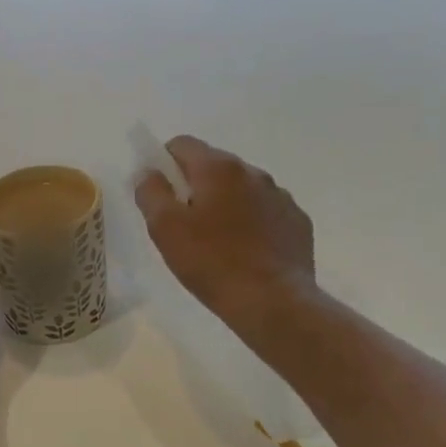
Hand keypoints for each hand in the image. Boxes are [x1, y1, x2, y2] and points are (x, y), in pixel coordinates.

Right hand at [134, 135, 315, 328]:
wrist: (273, 302)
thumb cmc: (211, 263)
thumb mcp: (165, 229)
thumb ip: (151, 193)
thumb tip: (148, 173)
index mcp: (218, 168)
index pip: (182, 144)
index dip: (163, 163)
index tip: (159, 194)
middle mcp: (253, 172)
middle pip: (213, 166)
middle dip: (195, 186)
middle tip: (183, 225)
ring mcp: (281, 196)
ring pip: (242, 189)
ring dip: (225, 204)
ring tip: (216, 243)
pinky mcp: (298, 222)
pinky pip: (266, 212)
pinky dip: (252, 223)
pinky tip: (246, 253)